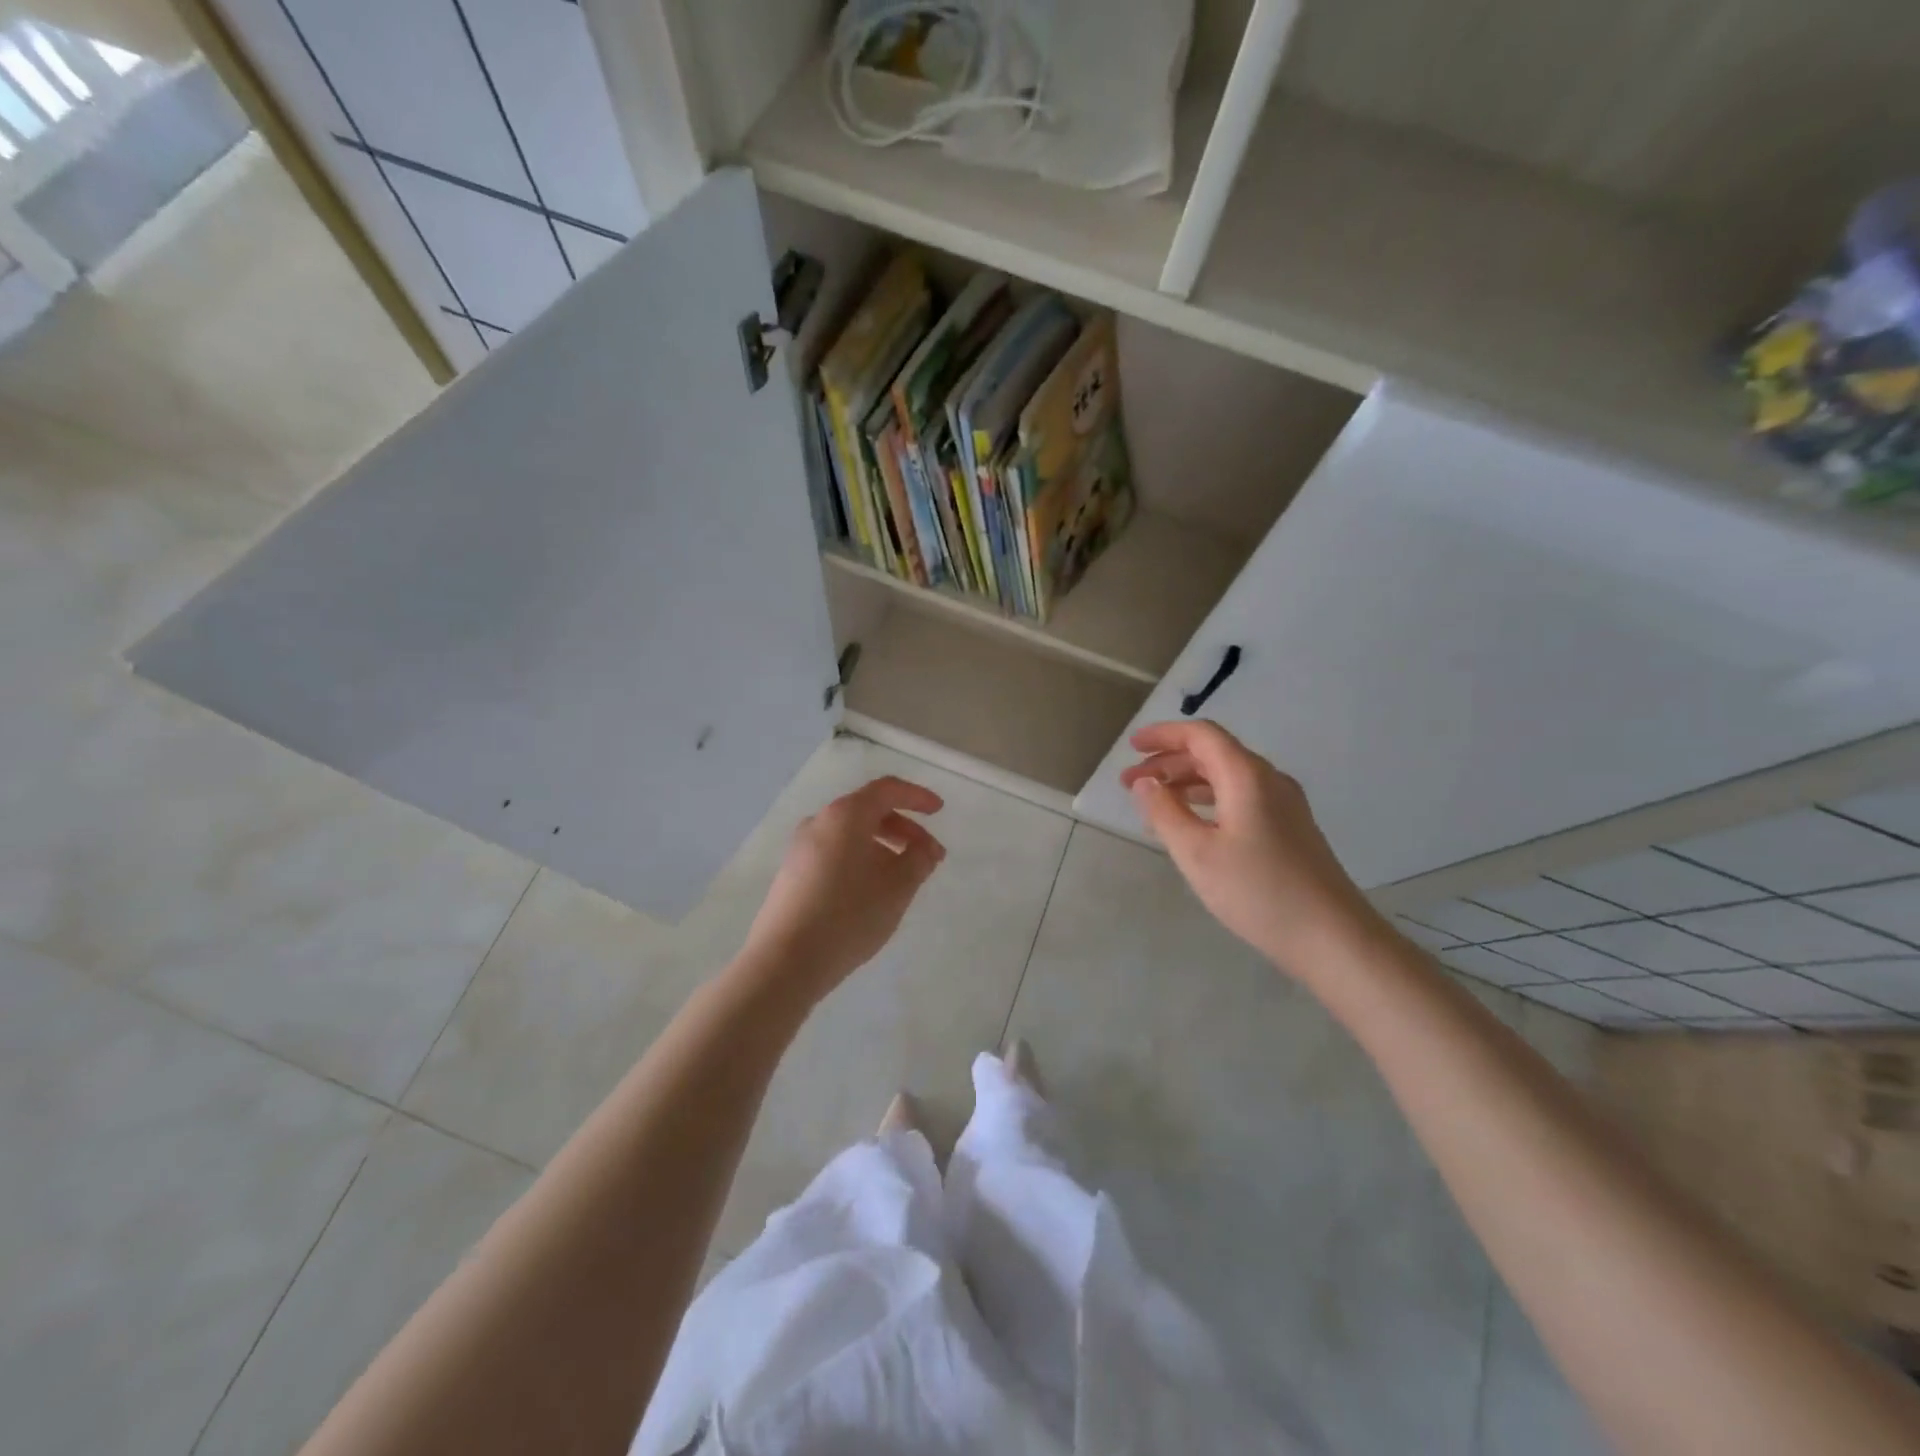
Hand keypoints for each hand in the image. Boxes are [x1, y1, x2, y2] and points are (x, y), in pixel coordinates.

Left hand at [739, 775, 946, 999]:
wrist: (785, 961)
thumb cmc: (849, 916)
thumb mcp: (897, 888)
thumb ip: (918, 860)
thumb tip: (923, 848)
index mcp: (845, 815)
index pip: (887, 790)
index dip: (917, 797)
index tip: (939, 811)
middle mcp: (819, 822)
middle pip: (869, 811)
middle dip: (905, 830)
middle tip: (930, 857)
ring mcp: (801, 848)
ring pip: (852, 834)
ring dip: (884, 847)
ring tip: (904, 878)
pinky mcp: (792, 873)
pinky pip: (835, 852)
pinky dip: (861, 859)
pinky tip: (872, 890)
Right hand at [1120, 721, 1382, 977]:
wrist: (1333, 937)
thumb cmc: (1258, 891)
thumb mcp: (1197, 853)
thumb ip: (1165, 812)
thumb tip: (1144, 782)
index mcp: (1247, 776)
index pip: (1201, 736)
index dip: (1163, 735)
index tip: (1131, 747)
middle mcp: (1269, 780)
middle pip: (1213, 754)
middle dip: (1168, 762)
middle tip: (1130, 781)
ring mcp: (1284, 805)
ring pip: (1227, 777)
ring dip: (1186, 782)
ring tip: (1153, 802)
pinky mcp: (1290, 829)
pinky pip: (1240, 798)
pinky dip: (1208, 801)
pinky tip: (1191, 824)